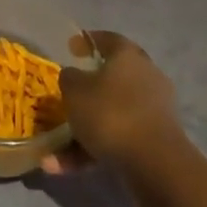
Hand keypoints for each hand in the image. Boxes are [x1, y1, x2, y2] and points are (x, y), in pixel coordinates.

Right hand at [42, 31, 184, 175]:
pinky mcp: (154, 139)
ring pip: (110, 114)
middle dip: (85, 90)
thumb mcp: (75, 91)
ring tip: (52, 152)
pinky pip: (117, 139)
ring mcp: (152, 109)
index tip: (71, 47)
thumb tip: (73, 75)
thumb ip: (69, 78)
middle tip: (65, 96)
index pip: (107, 39)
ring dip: (82, 131)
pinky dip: (92, 150)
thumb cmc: (110, 114)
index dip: (87, 41)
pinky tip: (63, 167)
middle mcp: (145, 76)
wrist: (154, 163)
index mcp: (128, 55)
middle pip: (111, 78)